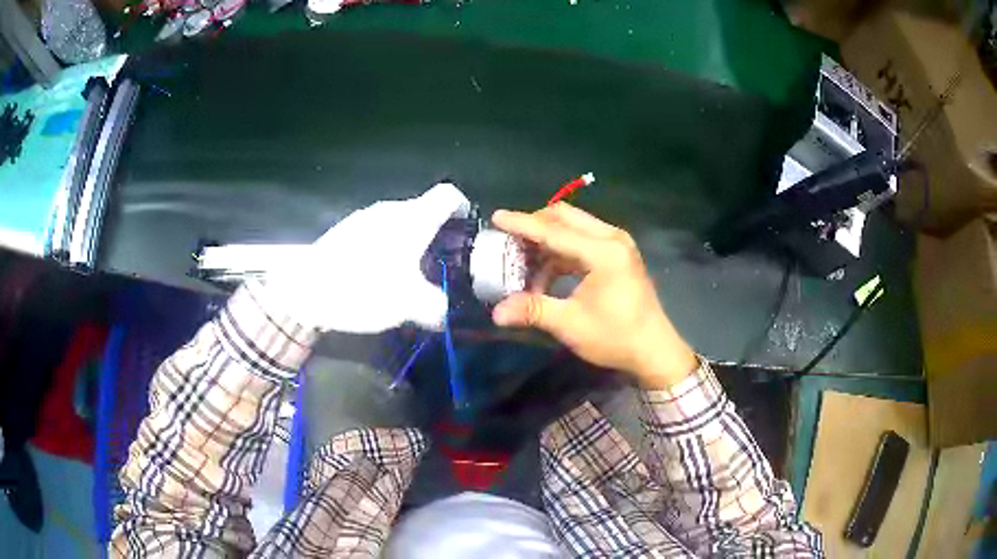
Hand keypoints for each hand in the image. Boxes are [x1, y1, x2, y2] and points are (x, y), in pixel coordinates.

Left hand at [263, 183, 469, 333]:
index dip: (463, 208)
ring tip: (411, 273)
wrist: (305, 290)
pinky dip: (390, 246)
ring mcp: (366, 218)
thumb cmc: (363, 288)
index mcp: (413, 219)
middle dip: (439, 233)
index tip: (466, 231)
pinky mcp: (347, 230)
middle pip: (425, 211)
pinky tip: (379, 274)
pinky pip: (379, 231)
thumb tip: (444, 312)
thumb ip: (436, 307)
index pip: (448, 196)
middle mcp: (391, 210)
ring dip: (412, 241)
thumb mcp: (408, 305)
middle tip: (443, 263)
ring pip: (400, 222)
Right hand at [491, 203, 697, 388]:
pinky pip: (583, 240)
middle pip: (565, 217)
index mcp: (603, 252)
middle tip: (509, 242)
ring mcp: (618, 244)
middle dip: (534, 226)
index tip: (496, 217)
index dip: (522, 224)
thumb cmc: (616, 337)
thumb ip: (533, 311)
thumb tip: (496, 313)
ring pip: (574, 227)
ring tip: (525, 265)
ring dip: (548, 241)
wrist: (654, 349)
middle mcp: (612, 238)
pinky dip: (561, 251)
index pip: (554, 231)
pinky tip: (547, 274)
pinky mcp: (618, 254)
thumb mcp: (571, 324)